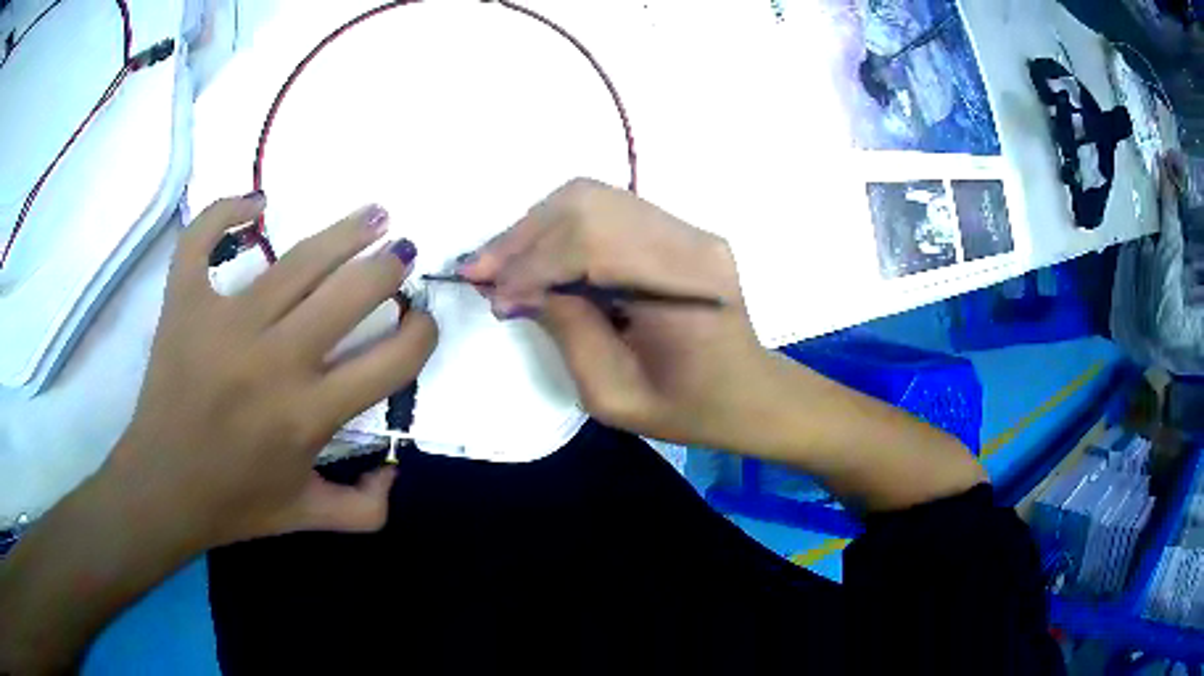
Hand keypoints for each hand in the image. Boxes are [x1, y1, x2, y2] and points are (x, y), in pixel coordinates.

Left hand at [112, 193, 436, 546]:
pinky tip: (256, 205)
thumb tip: (396, 469)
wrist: (161, 489)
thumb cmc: (235, 504)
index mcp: (310, 416)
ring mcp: (225, 325)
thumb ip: (368, 508)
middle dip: (389, 267)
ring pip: (299, 258)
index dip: (422, 333)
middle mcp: (274, 362)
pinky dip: (228, 210)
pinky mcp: (184, 304)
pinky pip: (204, 240)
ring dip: (347, 230)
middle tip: (399, 257)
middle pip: (353, 291)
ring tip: (373, 215)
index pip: (393, 359)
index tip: (419, 322)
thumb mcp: (308, 516)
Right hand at [460, 179, 777, 449]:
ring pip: (593, 198)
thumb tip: (517, 288)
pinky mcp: (677, 229)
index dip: (532, 264)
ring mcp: (687, 228)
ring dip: (536, 226)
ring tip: (500, 263)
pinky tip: (536, 256)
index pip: (593, 243)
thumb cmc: (688, 409)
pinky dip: (560, 228)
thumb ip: (567, 332)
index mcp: (686, 285)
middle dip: (524, 235)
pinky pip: (606, 210)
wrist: (747, 394)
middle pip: (589, 204)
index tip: (492, 294)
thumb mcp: (615, 395)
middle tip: (481, 270)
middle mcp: (690, 239)